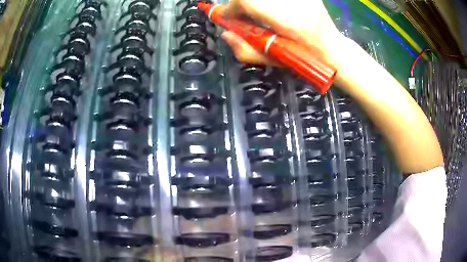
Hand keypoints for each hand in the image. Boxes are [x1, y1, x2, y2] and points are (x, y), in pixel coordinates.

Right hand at [221, 0, 342, 66]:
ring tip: (257, 13)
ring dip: (254, 2)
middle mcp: (296, 2)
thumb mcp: (274, 61)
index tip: (226, 16)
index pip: (249, 1)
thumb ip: (245, 50)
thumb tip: (226, 34)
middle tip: (241, 14)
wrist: (333, 49)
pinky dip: (267, 2)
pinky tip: (271, 11)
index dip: (231, 6)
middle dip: (241, 2)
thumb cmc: (305, 59)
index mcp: (288, 21)